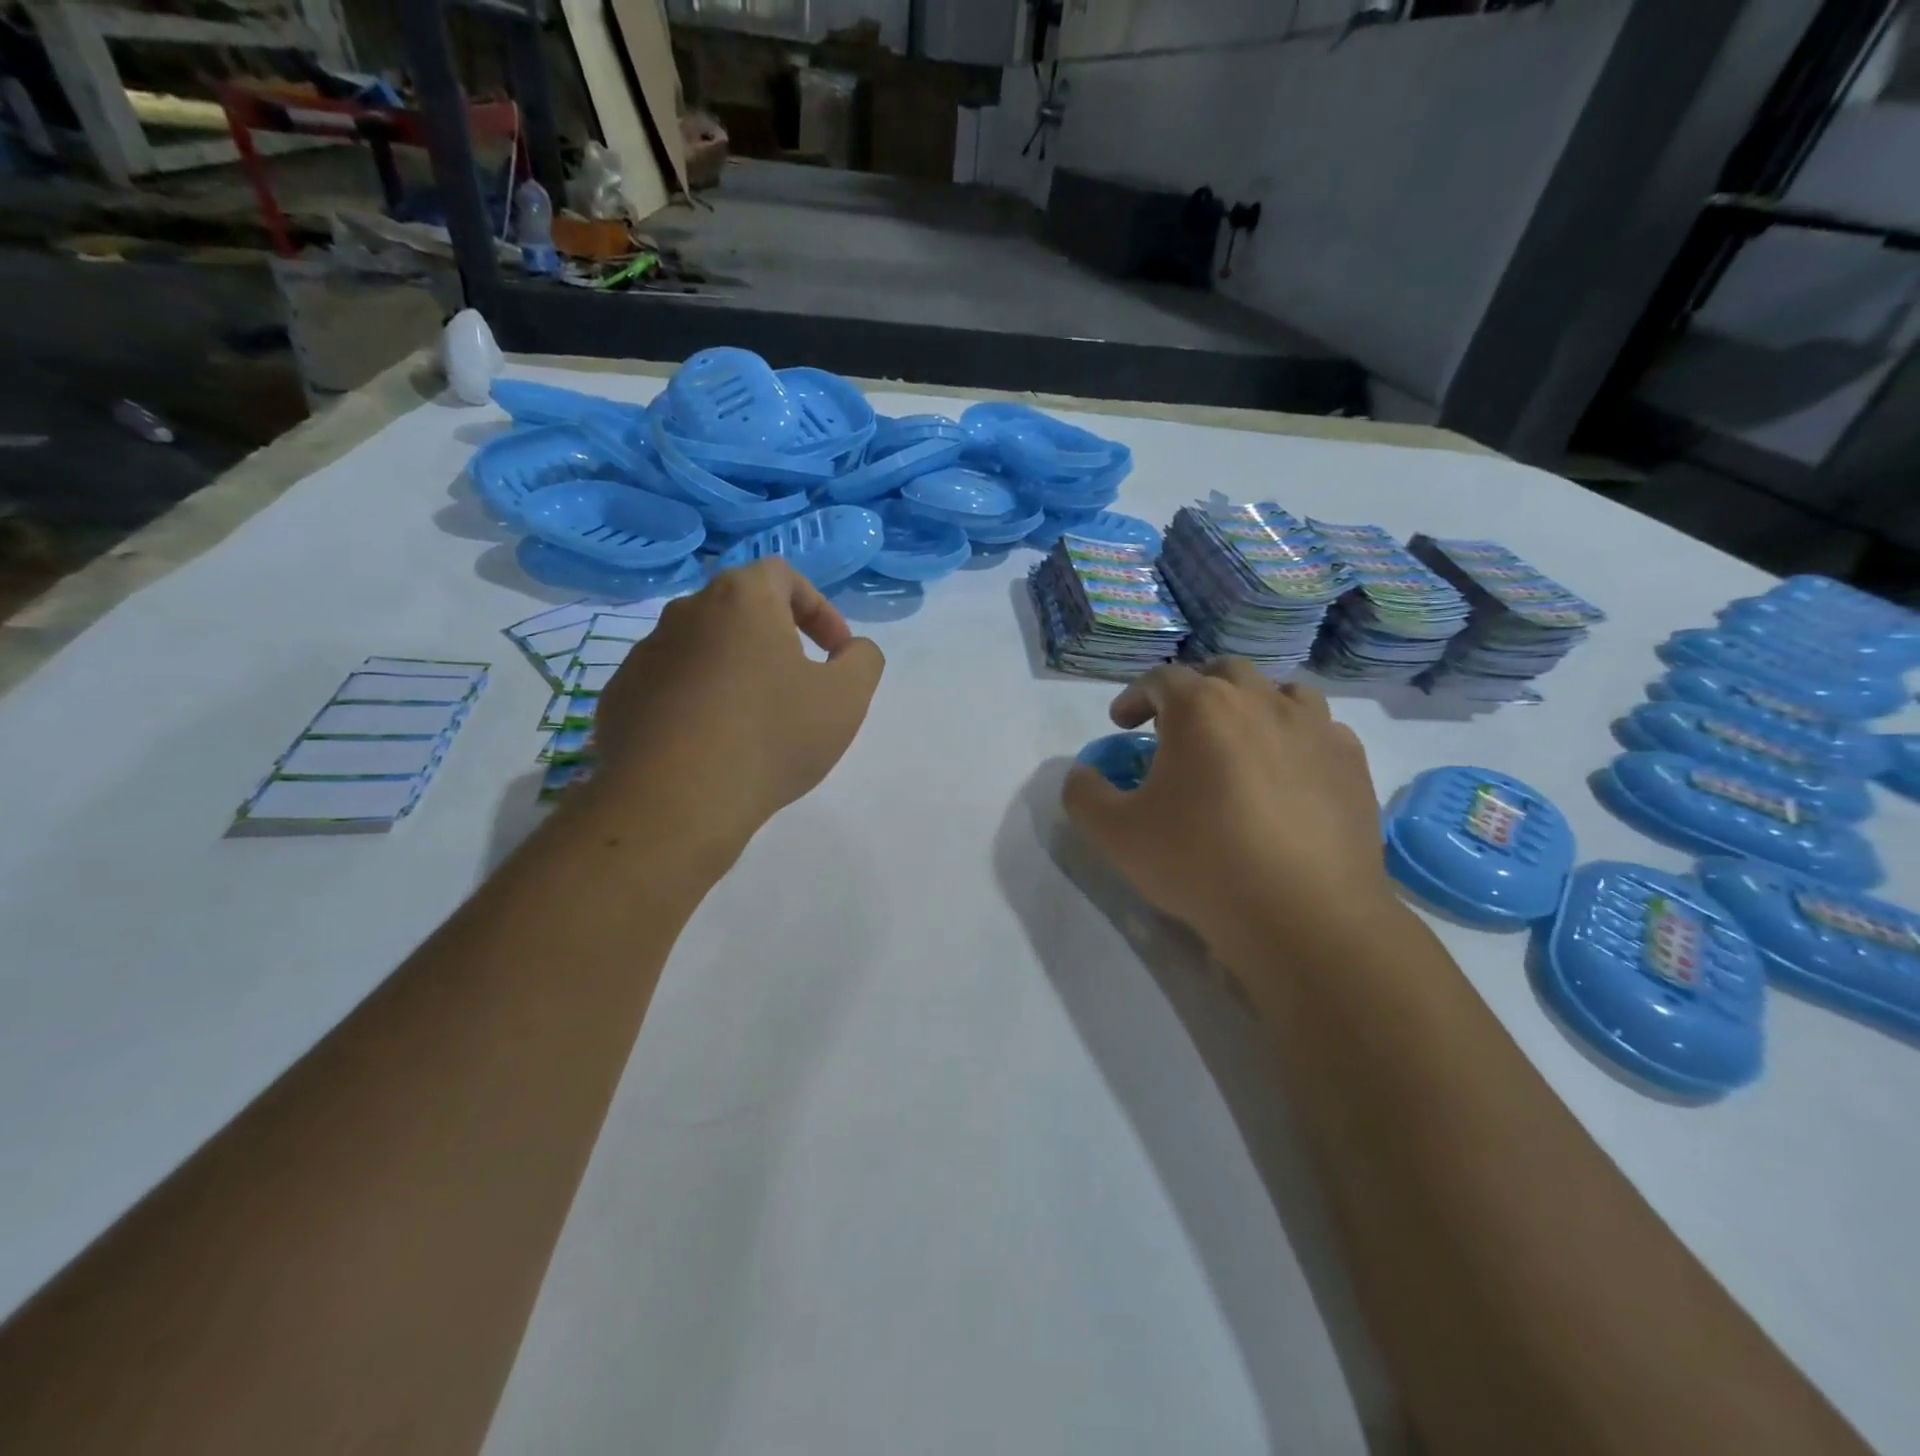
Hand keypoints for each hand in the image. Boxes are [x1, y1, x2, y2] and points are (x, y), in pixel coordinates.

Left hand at [588, 560, 884, 855]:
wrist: (674, 801)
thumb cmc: (771, 736)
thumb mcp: (847, 698)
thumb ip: (863, 660)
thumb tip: (852, 650)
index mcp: (740, 599)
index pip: (783, 576)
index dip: (819, 609)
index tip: (835, 653)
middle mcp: (685, 613)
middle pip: (740, 611)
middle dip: (777, 640)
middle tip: (800, 685)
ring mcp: (644, 655)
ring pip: (703, 650)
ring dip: (735, 672)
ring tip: (755, 723)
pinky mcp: (619, 697)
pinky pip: (670, 687)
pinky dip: (697, 703)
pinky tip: (712, 746)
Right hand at [1061, 659, 1395, 959]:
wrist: (1303, 914)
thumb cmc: (1199, 863)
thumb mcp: (1115, 834)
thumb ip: (1084, 794)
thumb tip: (1082, 774)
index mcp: (1202, 707)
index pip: (1161, 679)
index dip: (1134, 696)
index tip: (1122, 724)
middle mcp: (1261, 701)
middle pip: (1223, 672)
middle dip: (1195, 692)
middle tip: (1178, 728)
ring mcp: (1314, 729)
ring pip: (1281, 693)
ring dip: (1252, 706)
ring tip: (1239, 742)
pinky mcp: (1352, 763)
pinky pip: (1321, 731)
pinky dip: (1296, 739)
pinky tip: (1288, 774)